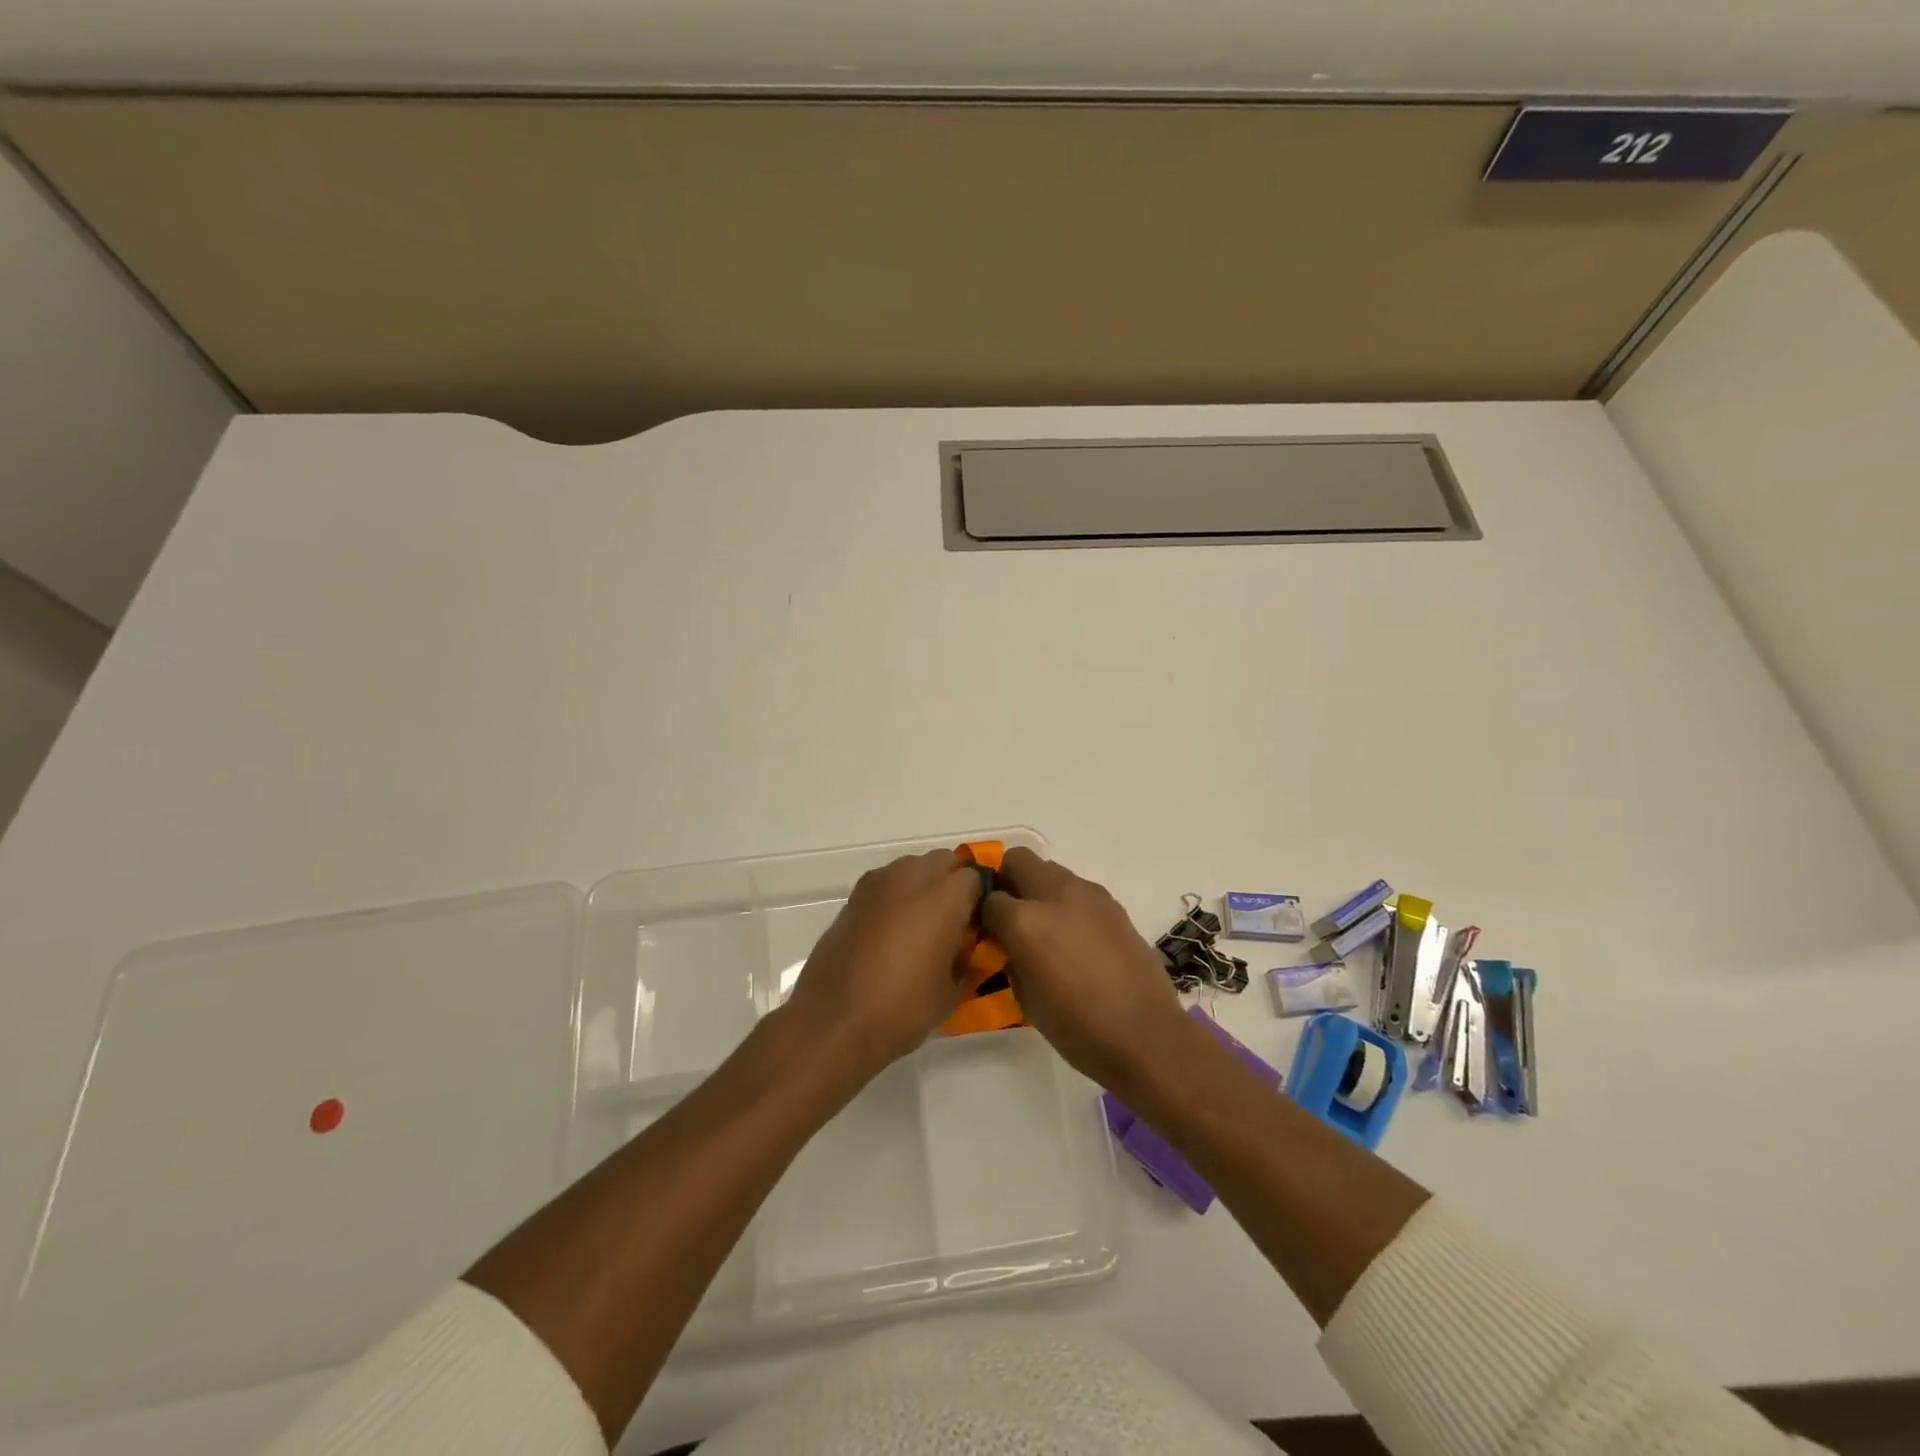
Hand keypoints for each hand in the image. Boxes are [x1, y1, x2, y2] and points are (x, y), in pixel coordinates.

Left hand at [783, 849, 983, 1076]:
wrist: (834, 1021)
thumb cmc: (903, 1009)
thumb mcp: (952, 991)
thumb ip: (968, 958)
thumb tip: (968, 946)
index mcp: (945, 896)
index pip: (975, 878)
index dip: (980, 900)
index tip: (978, 926)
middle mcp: (913, 877)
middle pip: (943, 861)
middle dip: (952, 884)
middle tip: (953, 921)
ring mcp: (878, 883)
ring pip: (912, 867)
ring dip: (922, 885)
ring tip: (920, 925)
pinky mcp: (853, 896)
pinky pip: (886, 883)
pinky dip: (895, 896)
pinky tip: (891, 931)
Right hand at [980, 847, 1189, 1090]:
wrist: (1144, 1036)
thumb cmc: (1076, 1027)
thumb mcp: (1024, 996)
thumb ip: (1009, 956)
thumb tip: (1007, 942)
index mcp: (1025, 920)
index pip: (989, 899)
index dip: (983, 915)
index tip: (987, 932)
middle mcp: (1055, 894)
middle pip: (1018, 860)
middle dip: (1008, 880)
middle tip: (1011, 915)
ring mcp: (1089, 894)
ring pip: (1050, 870)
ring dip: (1039, 889)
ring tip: (1046, 928)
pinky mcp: (1113, 903)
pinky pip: (1078, 889)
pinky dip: (1067, 902)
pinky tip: (1075, 938)